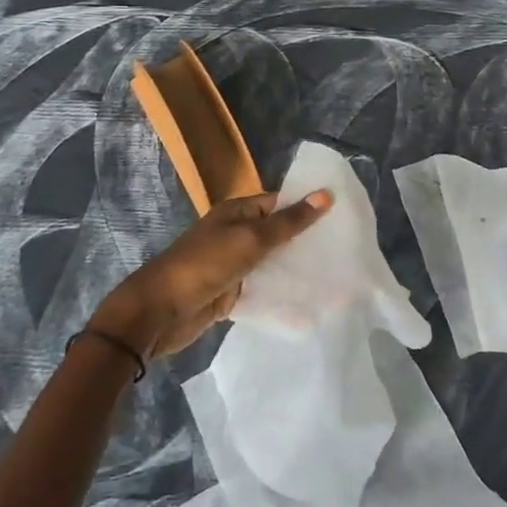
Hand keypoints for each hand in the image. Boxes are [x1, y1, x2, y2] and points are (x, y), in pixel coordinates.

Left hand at [88, 190, 334, 359]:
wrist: (160, 311)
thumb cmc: (205, 265)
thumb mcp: (251, 239)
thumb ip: (289, 221)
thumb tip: (325, 195)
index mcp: (237, 211)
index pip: (279, 202)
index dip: (307, 206)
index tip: (341, 215)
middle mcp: (236, 233)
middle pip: (277, 233)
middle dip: (306, 241)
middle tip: (345, 248)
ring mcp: (233, 265)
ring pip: (272, 263)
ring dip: (296, 269)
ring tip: (336, 275)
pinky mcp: (230, 294)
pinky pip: (262, 289)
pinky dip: (282, 294)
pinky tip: (310, 302)